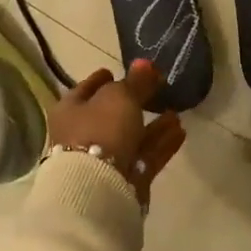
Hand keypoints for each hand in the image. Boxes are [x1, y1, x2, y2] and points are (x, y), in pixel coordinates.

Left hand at [49, 60, 184, 204]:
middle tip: (155, 91)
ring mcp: (103, 160)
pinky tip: (180, 132)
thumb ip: (136, 81)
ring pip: (132, 137)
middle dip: (134, 104)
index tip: (114, 71)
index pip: (86, 89)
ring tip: (175, 112)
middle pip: (110, 115)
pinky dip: (161, 143)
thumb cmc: (101, 130)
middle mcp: (83, 135)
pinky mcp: (125, 178)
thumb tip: (145, 63)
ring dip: (154, 126)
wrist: (99, 187)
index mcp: (70, 111)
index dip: (100, 79)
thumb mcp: (120, 96)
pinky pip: (146, 155)